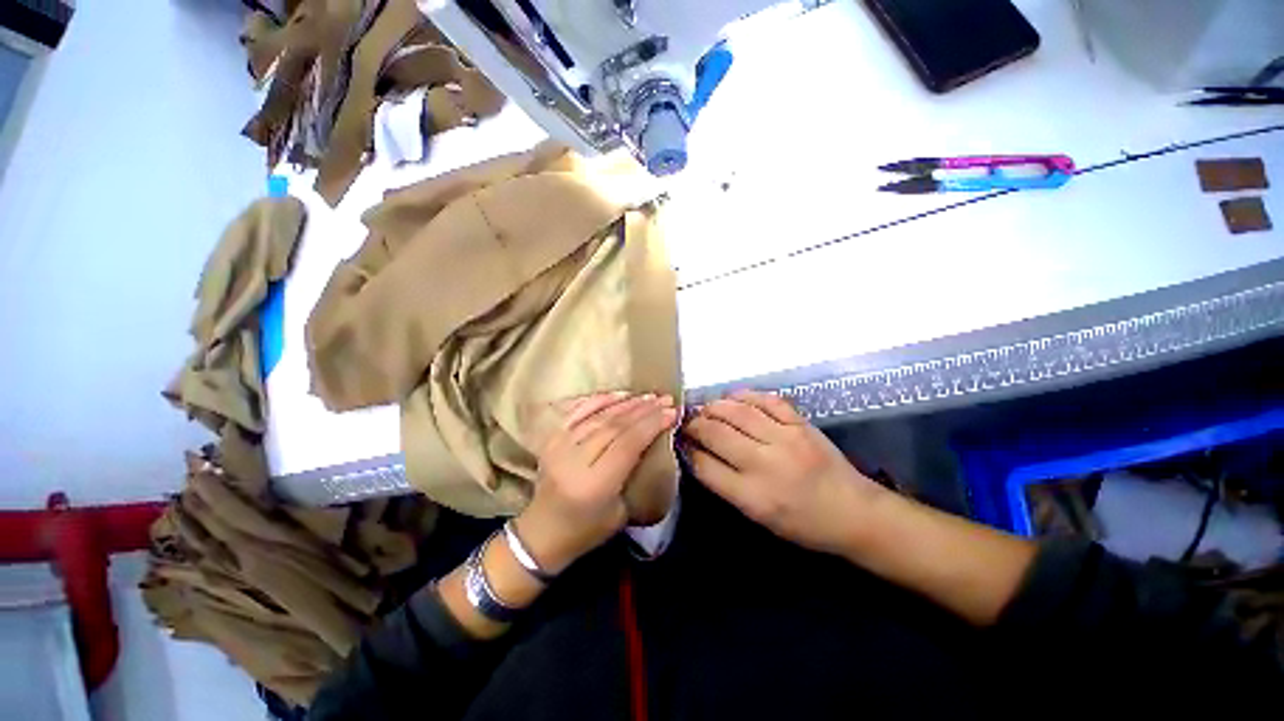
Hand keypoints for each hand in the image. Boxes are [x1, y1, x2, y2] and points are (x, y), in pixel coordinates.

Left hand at [515, 392, 678, 573]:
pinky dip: (600, 400)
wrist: (541, 533)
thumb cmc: (586, 530)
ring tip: (649, 396)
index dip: (651, 424)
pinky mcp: (552, 438)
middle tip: (665, 400)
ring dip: (627, 403)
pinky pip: (579, 411)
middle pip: (615, 426)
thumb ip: (635, 474)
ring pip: (599, 416)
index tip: (672, 412)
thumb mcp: (621, 512)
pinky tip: (619, 394)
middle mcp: (574, 460)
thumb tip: (653, 442)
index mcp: (594, 484)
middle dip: (644, 410)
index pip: (627, 444)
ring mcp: (559, 446)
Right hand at [682, 390, 888, 555]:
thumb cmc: (803, 524)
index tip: (681, 442)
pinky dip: (745, 395)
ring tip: (705, 408)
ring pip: (737, 412)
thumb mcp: (758, 517)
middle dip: (694, 425)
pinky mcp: (801, 424)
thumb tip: (699, 455)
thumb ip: (727, 485)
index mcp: (753, 496)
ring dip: (714, 406)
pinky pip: (767, 401)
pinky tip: (732, 397)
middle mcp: (765, 464)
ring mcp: (785, 439)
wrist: (855, 513)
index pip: (705, 466)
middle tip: (688, 422)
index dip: (687, 450)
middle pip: (716, 434)